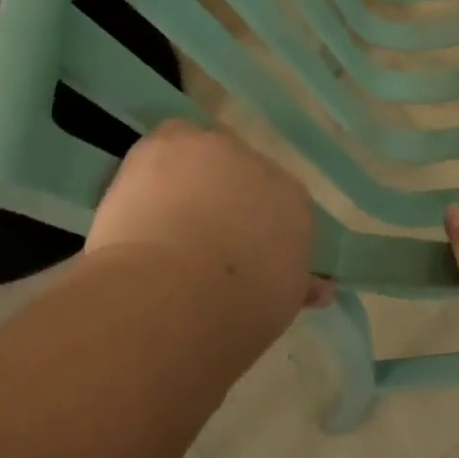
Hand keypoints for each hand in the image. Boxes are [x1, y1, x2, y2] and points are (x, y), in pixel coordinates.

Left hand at [87, 121, 328, 335]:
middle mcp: (265, 169)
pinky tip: (137, 197)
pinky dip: (154, 163)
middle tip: (194, 240)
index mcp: (296, 206)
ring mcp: (219, 151)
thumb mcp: (279, 308)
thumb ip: (296, 287)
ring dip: (188, 178)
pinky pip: (166, 142)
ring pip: (203, 154)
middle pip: (243, 175)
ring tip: (158, 220)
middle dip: (223, 199)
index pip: (280, 206)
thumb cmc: (234, 316)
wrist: (175, 297)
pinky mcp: (174, 143)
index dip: (254, 229)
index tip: (234, 256)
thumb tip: (321, 289)